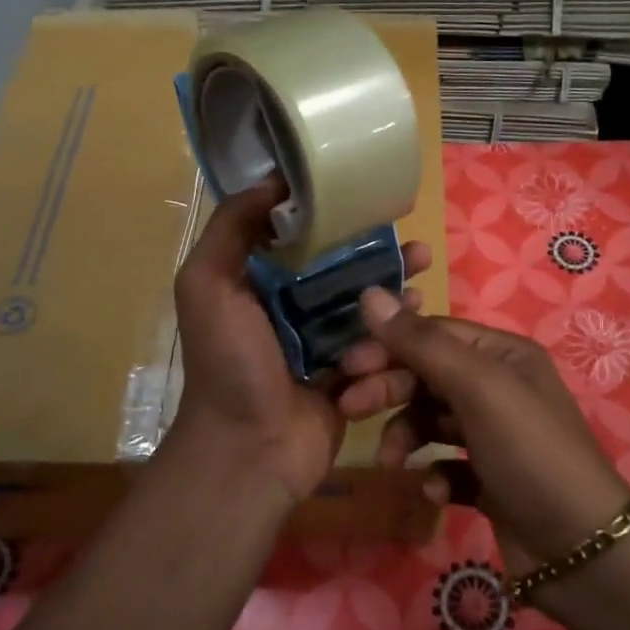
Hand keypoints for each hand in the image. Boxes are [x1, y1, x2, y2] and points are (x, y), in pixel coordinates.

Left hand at [161, 180, 432, 511]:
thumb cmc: (229, 363)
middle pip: (338, 268)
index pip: (296, 238)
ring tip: (422, 264)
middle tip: (405, 232)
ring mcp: (321, 344)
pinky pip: (378, 342)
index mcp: (255, 284)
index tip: (362, 193)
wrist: (250, 449)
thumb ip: (230, 229)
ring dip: (393, 282)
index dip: (328, 215)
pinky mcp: (349, 375)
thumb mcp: (208, 285)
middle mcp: (289, 309)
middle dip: (373, 248)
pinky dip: (398, 326)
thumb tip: (273, 180)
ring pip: (364, 302)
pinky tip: (420, 309)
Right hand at [338, 292, 629, 573]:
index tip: (347, 367)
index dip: (388, 345)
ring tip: (391, 462)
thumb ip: (421, 343)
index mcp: (502, 354)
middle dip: (390, 389)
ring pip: (432, 420)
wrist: (580, 549)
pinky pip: (447, 464)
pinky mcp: (489, 479)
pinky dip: (435, 473)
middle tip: (350, 408)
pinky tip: (436, 491)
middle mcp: (499, 387)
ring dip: (406, 435)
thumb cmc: (528, 451)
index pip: (432, 334)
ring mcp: (494, 435)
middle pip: (427, 375)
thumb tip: (369, 294)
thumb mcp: (477, 387)